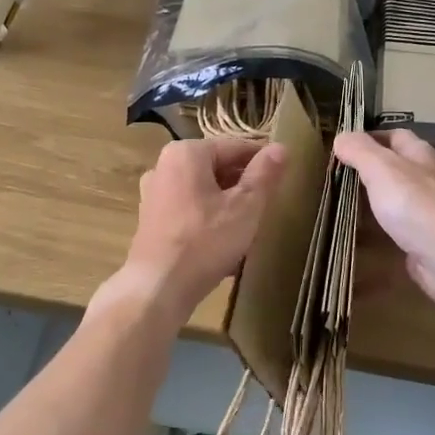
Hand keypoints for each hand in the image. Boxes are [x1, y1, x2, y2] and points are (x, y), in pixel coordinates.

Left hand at [121, 137, 286, 322]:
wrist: (158, 288)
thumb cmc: (205, 241)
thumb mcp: (246, 206)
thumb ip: (265, 174)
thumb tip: (281, 147)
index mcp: (187, 152)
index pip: (236, 146)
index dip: (263, 161)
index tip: (283, 177)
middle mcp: (164, 164)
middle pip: (217, 166)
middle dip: (243, 183)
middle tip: (268, 204)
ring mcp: (154, 192)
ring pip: (203, 188)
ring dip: (227, 201)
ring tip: (249, 224)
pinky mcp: (151, 218)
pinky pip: (189, 207)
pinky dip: (208, 215)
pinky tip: (223, 239)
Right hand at [333, 130, 434, 306]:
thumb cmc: (416, 203)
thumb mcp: (381, 167)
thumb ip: (359, 151)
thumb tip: (341, 137)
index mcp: (419, 155)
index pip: (395, 136)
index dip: (370, 137)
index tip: (343, 147)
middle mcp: (426, 180)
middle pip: (395, 169)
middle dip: (369, 171)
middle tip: (336, 179)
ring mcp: (427, 213)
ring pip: (395, 201)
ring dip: (373, 203)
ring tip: (341, 208)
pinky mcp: (423, 242)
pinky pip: (396, 232)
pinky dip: (378, 233)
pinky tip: (358, 239)